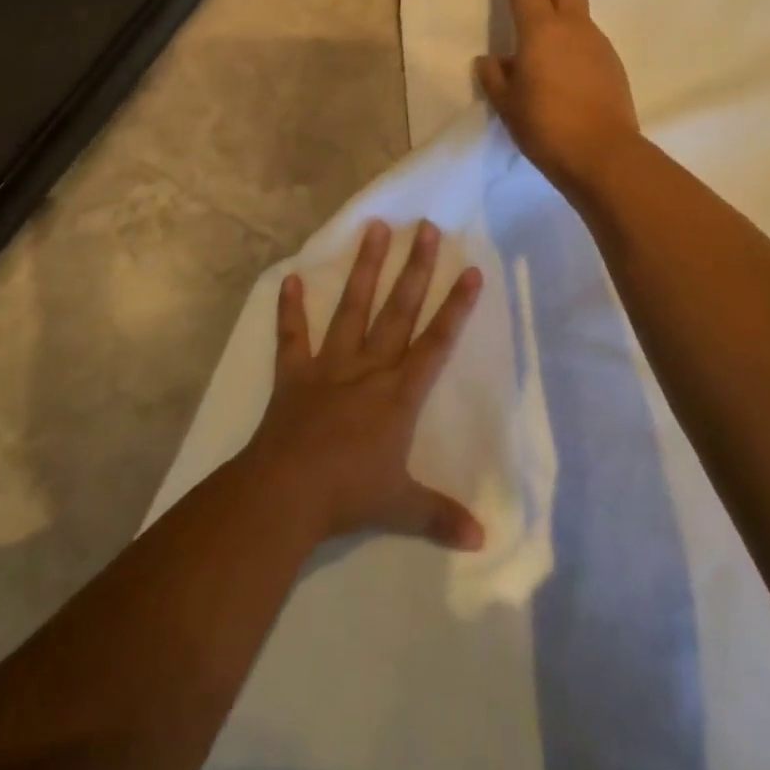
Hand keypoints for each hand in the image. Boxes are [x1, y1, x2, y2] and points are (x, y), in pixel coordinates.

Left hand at [240, 219, 485, 550]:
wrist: (286, 493)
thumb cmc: (349, 495)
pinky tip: (287, 278)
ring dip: (364, 269)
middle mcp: (369, 367)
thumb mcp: (402, 508)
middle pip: (398, 310)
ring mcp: (330, 365)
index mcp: (399, 393)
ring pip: (352, 308)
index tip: (470, 270)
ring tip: (374, 229)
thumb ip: (441, 517)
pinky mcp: (294, 374)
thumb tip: (483, 541)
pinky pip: (292, 336)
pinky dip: (289, 309)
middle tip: (426, 228)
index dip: (456, 306)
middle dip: (416, 269)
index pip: (437, 342)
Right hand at [475, 0, 640, 194]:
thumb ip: (494, 77)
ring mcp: (599, 45)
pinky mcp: (614, 65)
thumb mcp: (507, 104)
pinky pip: (590, 40)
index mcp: (542, 30)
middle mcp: (574, 28)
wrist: (602, 154)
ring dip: (561, 17)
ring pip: (580, 13)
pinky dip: (574, 43)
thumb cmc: (545, 126)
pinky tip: (563, 73)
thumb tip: (491, 60)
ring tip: (542, 51)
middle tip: (530, 2)